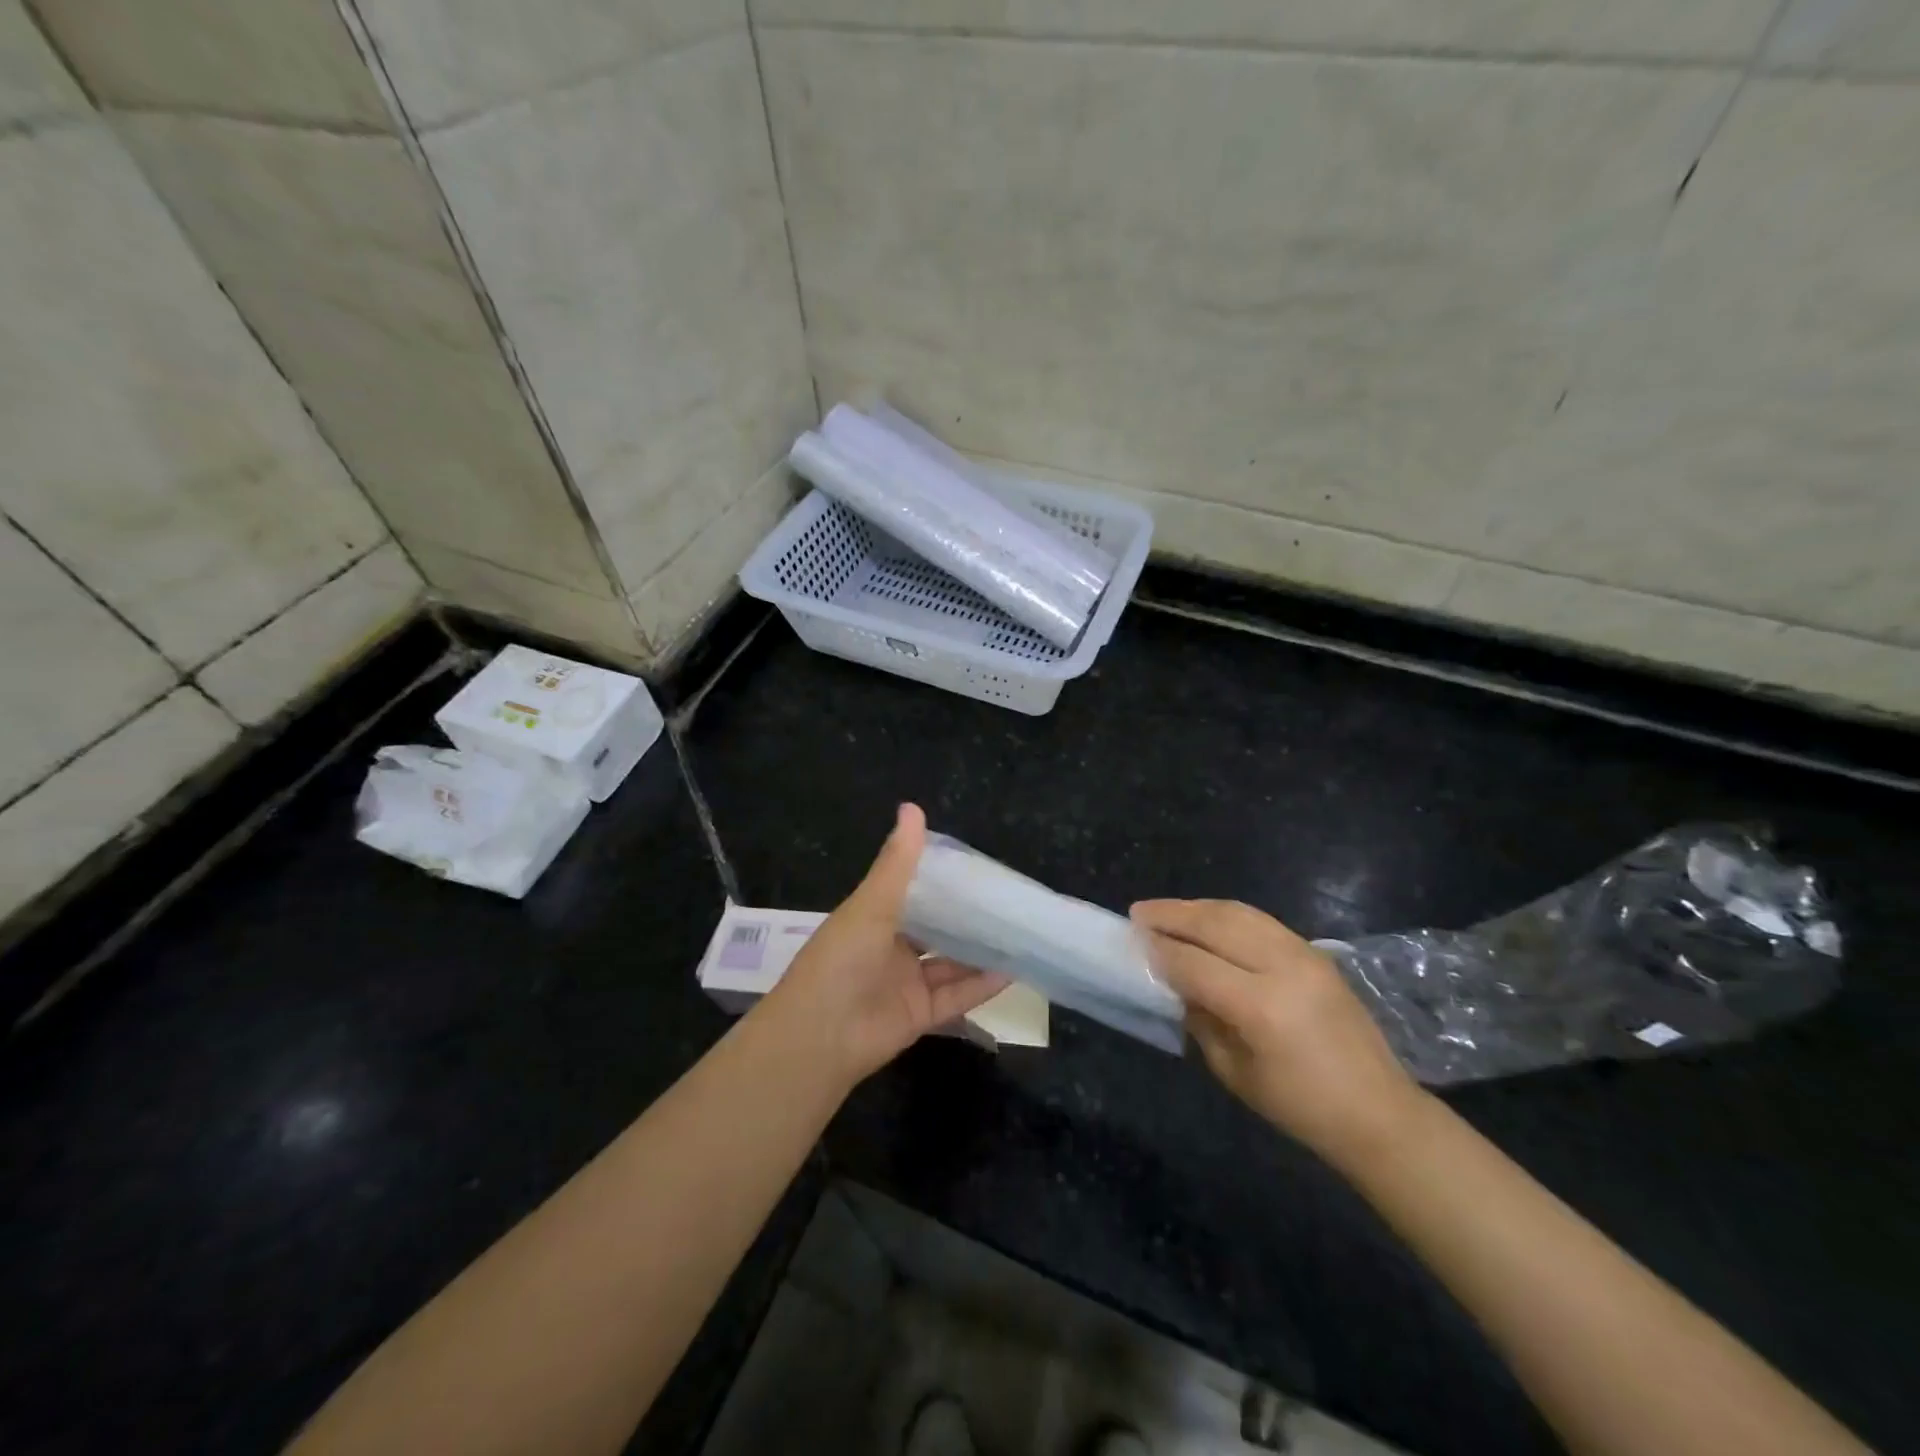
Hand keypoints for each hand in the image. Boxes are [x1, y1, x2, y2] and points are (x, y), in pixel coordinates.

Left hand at [762, 804, 1009, 1086]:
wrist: (819, 1037)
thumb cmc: (841, 960)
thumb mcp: (870, 905)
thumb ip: (897, 862)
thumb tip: (912, 807)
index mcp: (874, 918)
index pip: (914, 894)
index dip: (943, 882)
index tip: (979, 868)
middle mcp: (891, 948)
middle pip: (936, 930)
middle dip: (967, 918)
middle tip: (1008, 900)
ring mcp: (906, 984)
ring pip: (950, 964)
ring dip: (980, 951)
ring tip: (1018, 933)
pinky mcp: (920, 1016)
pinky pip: (956, 997)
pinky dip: (982, 985)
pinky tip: (1012, 970)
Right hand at [1132, 899, 1428, 1169]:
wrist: (1379, 1112)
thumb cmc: (1301, 1107)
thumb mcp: (1235, 1072)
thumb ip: (1201, 1020)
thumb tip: (1175, 983)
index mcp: (1262, 1007)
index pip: (1195, 963)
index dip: (1159, 950)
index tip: (1131, 941)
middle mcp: (1283, 968)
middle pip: (1216, 924)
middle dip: (1172, 914)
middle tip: (1139, 912)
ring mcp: (1304, 954)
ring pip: (1239, 912)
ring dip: (1197, 907)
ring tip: (1166, 910)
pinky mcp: (1316, 952)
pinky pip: (1261, 920)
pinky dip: (1226, 914)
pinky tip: (1206, 920)